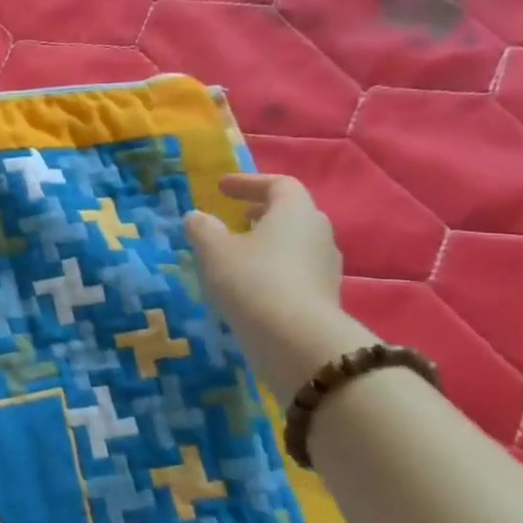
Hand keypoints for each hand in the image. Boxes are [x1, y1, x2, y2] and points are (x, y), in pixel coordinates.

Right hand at [184, 174, 366, 402]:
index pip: (278, 184)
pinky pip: (295, 270)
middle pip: (291, 213)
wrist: (295, 339)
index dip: (249, 182)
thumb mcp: (214, 251)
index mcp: (295, 212)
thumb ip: (202, 228)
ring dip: (267, 241)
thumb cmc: (251, 280)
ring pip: (294, 243)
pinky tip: (250, 283)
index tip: (222, 187)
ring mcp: (326, 266)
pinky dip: (273, 267)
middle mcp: (319, 232)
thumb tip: (196, 216)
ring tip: (238, 252)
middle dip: (261, 212)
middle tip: (234, 217)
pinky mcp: (323, 295)